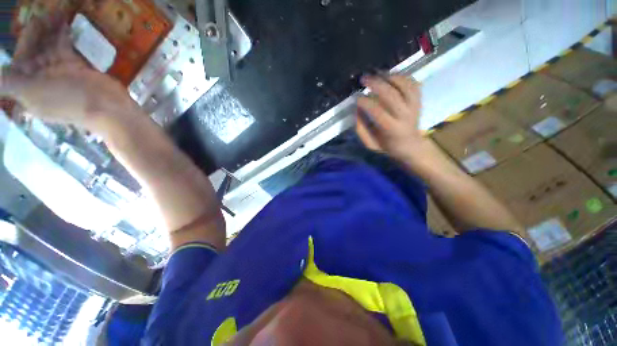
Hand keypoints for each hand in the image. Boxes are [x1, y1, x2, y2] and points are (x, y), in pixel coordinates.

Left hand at [0, 15, 136, 129]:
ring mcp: (59, 72)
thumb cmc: (67, 100)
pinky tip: (64, 22)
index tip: (33, 24)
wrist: (107, 108)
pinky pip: (64, 47)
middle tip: (45, 13)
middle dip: (37, 32)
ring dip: (50, 29)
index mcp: (27, 87)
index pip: (18, 60)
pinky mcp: (74, 67)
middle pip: (34, 50)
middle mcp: (40, 78)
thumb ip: (9, 83)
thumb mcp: (32, 94)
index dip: (23, 42)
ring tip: (56, 12)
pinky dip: (63, 34)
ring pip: (49, 46)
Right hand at [356, 74, 426, 162]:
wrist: (410, 145)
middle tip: (364, 79)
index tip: (356, 97)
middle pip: (392, 95)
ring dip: (390, 76)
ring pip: (405, 85)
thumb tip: (357, 109)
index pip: (378, 111)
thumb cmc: (387, 145)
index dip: (366, 102)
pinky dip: (402, 76)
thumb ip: (361, 129)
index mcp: (392, 129)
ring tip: (376, 73)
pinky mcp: (418, 100)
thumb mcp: (370, 144)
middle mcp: (405, 115)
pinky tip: (390, 75)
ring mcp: (414, 106)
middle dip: (376, 84)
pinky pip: (413, 83)